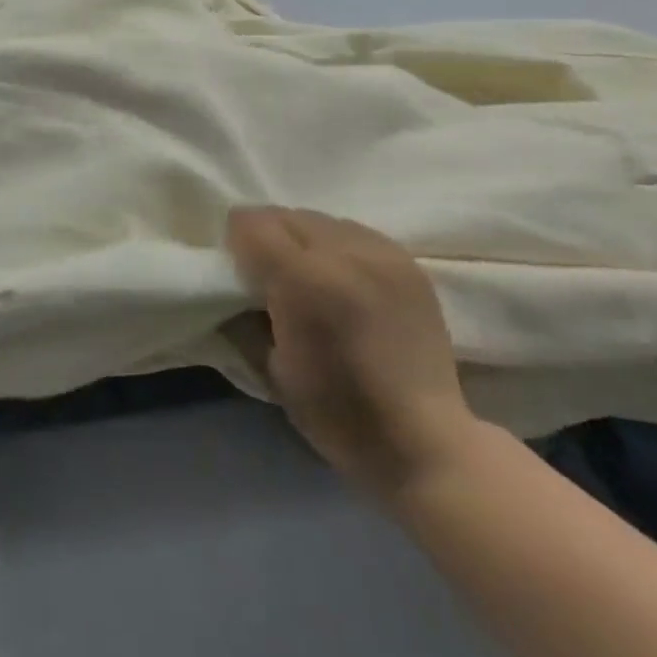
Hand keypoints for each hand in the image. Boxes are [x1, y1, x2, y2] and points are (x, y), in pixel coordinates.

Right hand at [227, 207, 479, 497]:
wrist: (425, 442)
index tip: (238, 267)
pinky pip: (356, 232)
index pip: (252, 223)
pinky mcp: (408, 262)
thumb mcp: (270, 368)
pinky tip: (344, 279)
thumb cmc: (338, 414)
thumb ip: (243, 314)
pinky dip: (339, 247)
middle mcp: (343, 253)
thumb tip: (231, 285)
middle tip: (270, 274)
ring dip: (305, 239)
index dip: (236, 241)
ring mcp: (382, 254)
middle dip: (269, 237)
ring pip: (322, 219)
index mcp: (303, 281)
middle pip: (286, 214)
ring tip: (310, 275)